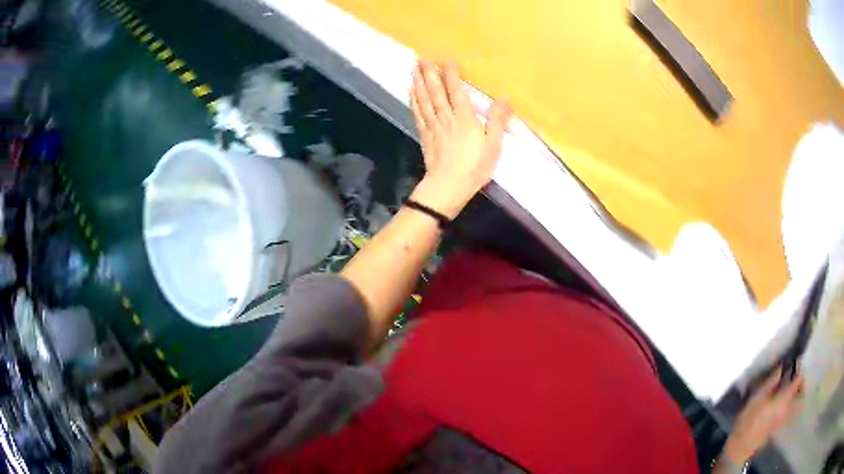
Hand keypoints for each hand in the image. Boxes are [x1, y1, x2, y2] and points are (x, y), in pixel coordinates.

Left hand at [409, 61, 510, 218]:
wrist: (448, 186)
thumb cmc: (474, 167)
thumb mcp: (493, 145)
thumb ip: (497, 120)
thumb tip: (504, 98)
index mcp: (464, 118)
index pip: (456, 91)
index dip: (451, 74)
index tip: (447, 59)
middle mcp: (446, 117)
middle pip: (436, 91)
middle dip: (430, 73)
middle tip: (423, 57)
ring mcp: (433, 126)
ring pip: (424, 100)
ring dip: (419, 82)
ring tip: (414, 68)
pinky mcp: (425, 135)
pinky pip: (418, 113)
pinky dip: (414, 100)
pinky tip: (411, 92)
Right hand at [723, 368, 804, 463]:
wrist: (741, 448)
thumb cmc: (748, 421)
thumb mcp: (756, 398)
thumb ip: (770, 382)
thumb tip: (780, 367)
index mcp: (785, 398)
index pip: (798, 380)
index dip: (799, 369)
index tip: (795, 361)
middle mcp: (788, 407)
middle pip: (801, 394)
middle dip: (802, 383)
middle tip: (797, 376)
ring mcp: (784, 418)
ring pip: (797, 403)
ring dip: (797, 394)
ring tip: (791, 388)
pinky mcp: (778, 425)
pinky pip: (791, 410)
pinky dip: (791, 403)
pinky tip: (783, 402)